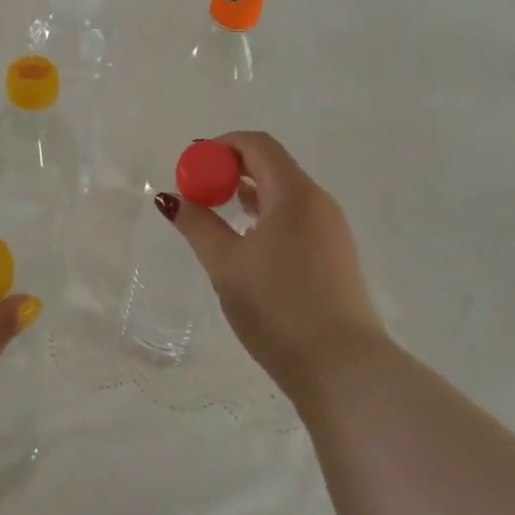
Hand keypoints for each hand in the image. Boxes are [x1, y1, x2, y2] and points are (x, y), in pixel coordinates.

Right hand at [161, 132, 384, 406]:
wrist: (343, 370)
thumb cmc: (278, 308)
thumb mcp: (226, 264)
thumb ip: (197, 225)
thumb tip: (170, 198)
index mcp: (294, 194)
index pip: (257, 145)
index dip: (220, 147)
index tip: (191, 169)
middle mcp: (318, 202)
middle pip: (271, 164)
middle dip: (230, 169)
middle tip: (198, 192)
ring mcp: (331, 229)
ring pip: (284, 192)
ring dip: (247, 193)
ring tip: (216, 215)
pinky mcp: (335, 254)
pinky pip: (295, 216)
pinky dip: (266, 214)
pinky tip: (247, 242)